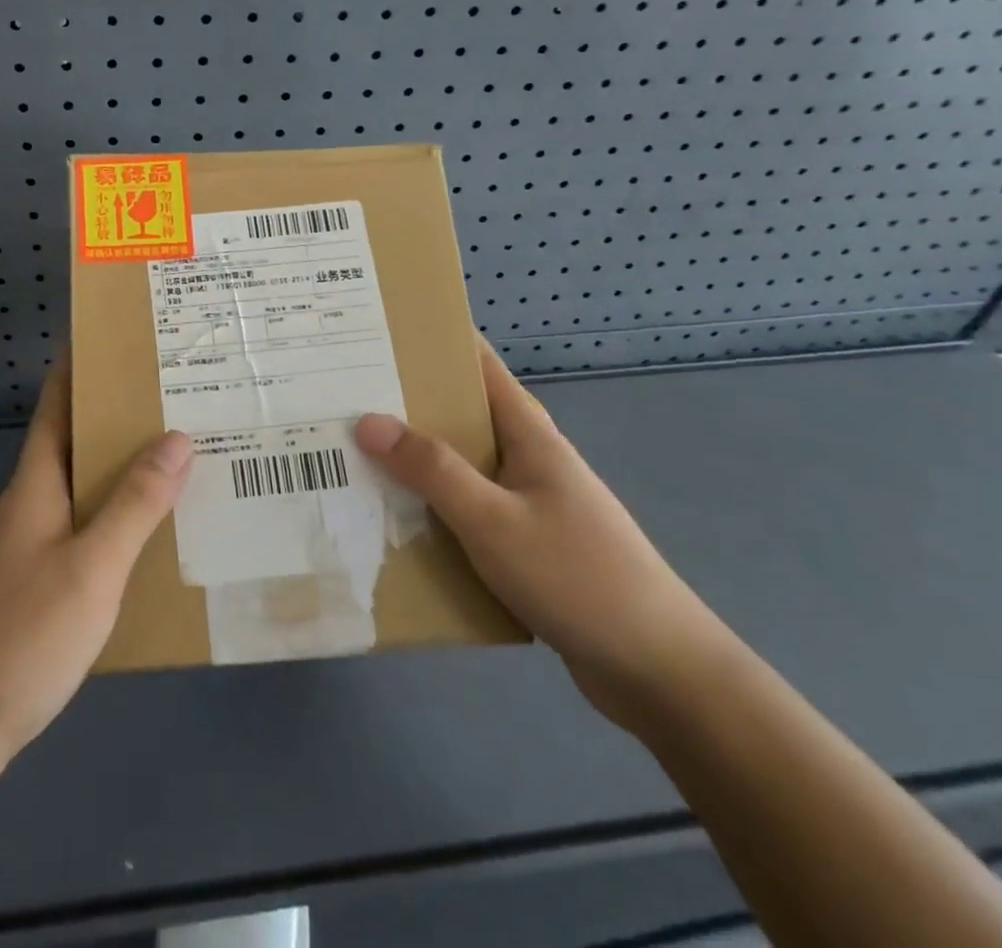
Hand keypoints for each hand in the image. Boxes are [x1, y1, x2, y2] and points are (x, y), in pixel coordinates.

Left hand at [0, 355, 191, 794]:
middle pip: (71, 443)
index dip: (78, 368)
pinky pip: (77, 529)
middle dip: (115, 418)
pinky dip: (111, 517)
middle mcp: (26, 504)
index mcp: (34, 484)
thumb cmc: (21, 636)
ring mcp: (23, 546)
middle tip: (174, 399)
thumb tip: (176, 437)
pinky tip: (145, 535)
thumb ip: (135, 504)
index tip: (118, 340)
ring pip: (77, 488)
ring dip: (117, 470)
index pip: (55, 406)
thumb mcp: (92, 568)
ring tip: (174, 458)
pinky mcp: (29, 584)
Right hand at [355, 336, 728, 729]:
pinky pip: (467, 509)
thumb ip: (431, 470)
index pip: (477, 363)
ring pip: (460, 465)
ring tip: (352, 450)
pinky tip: (393, 517)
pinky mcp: (525, 542)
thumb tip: (367, 420)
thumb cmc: (578, 577)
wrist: (658, 671)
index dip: (433, 339)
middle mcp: (527, 457)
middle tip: (343, 393)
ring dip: (414, 458)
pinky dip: (432, 504)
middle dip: (406, 401)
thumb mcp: (493, 520)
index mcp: (528, 433)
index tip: (379, 329)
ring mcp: (528, 501)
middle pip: (460, 413)